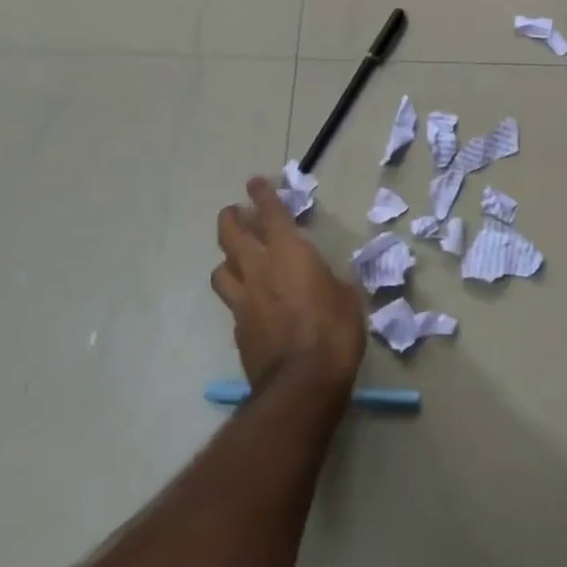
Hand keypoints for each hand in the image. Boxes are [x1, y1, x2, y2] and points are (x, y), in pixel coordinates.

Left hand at [211, 177, 365, 401]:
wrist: (302, 384)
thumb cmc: (334, 331)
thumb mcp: (346, 297)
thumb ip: (330, 280)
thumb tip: (325, 281)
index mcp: (288, 253)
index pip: (270, 213)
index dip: (262, 194)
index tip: (255, 182)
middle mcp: (259, 269)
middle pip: (230, 233)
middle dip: (231, 218)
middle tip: (236, 213)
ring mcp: (243, 300)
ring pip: (221, 268)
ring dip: (227, 258)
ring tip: (236, 260)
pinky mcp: (238, 329)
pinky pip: (232, 303)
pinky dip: (238, 295)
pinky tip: (249, 302)